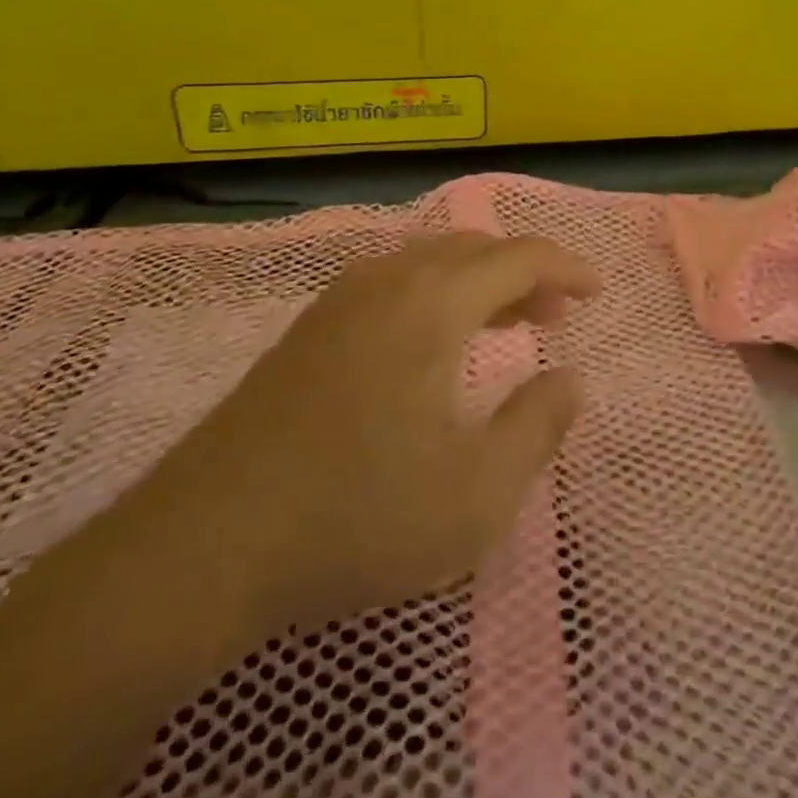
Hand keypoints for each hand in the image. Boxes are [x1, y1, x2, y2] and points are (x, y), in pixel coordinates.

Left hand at [121, 232, 599, 657]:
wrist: (202, 547)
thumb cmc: (355, 517)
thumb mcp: (475, 494)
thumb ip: (537, 427)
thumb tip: (569, 379)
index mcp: (432, 303)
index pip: (517, 257)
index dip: (565, 267)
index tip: (596, 290)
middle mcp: (387, 281)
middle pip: (473, 249)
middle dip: (524, 271)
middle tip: (556, 313)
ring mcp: (339, 301)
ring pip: (429, 262)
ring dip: (478, 281)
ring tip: (507, 323)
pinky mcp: (309, 330)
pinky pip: (393, 283)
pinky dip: (436, 294)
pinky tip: (434, 344)